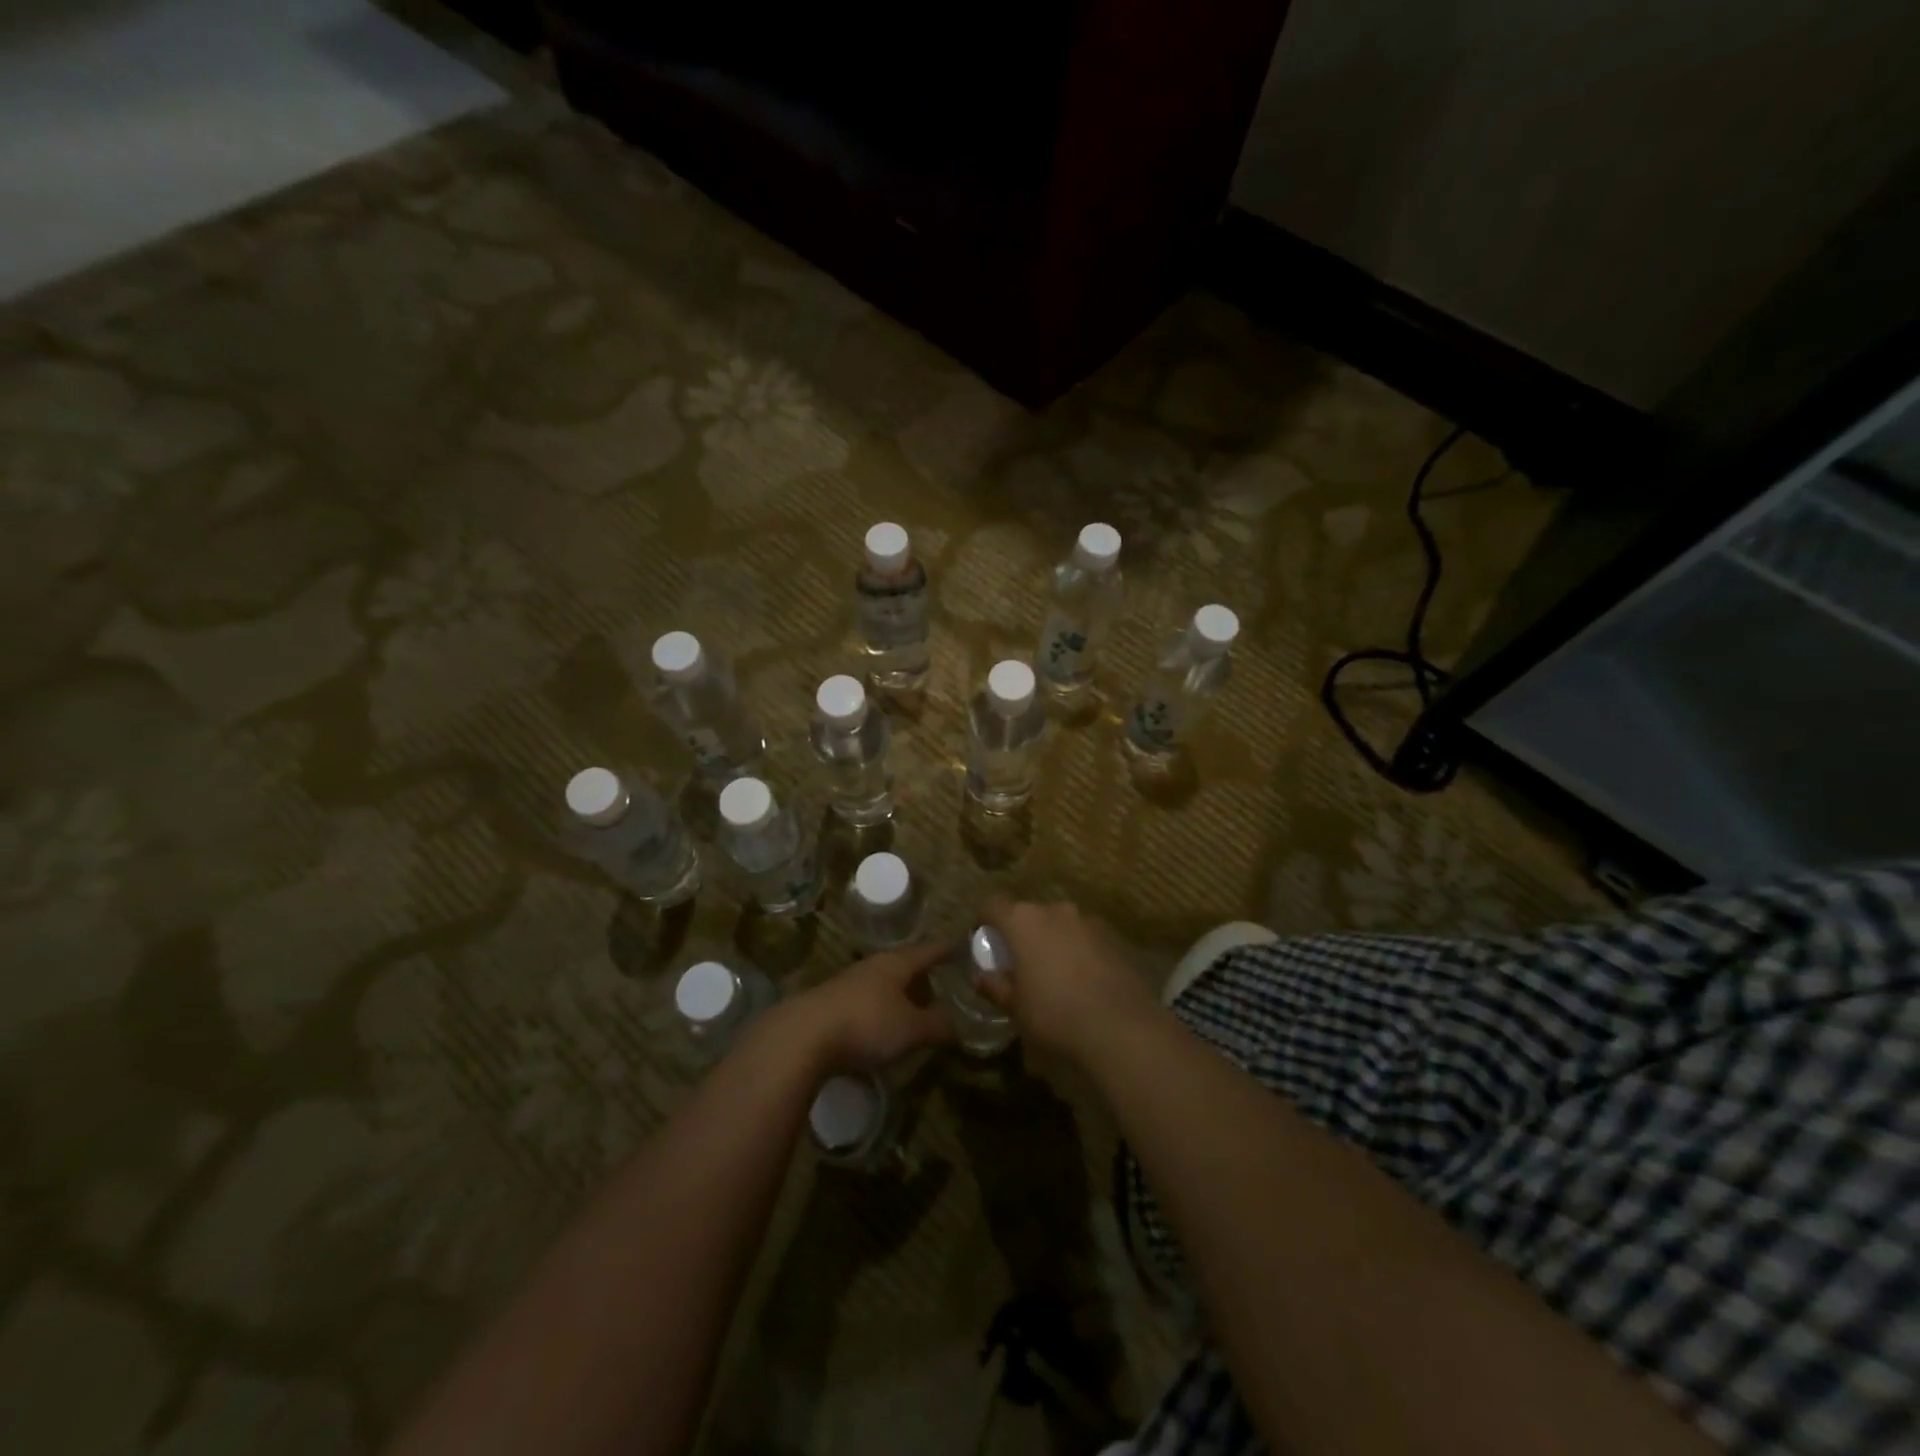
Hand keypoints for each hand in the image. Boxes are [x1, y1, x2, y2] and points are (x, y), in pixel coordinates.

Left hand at [784, 943, 954, 1070]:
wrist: (803, 1036)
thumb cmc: (867, 1023)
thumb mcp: (911, 1029)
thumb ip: (937, 1026)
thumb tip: (957, 1027)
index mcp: (896, 963)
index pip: (927, 951)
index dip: (944, 951)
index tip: (958, 948)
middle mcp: (872, 966)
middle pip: (903, 966)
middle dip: (921, 977)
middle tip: (939, 990)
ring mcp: (848, 983)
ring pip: (882, 984)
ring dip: (898, 996)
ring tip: (912, 1013)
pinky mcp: (830, 1004)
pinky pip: (864, 1001)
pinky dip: (879, 1010)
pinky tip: (880, 1030)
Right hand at [977, 898, 1157, 1061]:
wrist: (1120, 1026)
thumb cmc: (1054, 1013)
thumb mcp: (1014, 1007)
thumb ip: (995, 986)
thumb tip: (980, 976)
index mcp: (1023, 921)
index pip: (992, 905)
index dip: (983, 921)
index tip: (982, 942)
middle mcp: (1054, 910)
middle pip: (1028, 914)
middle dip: (1020, 934)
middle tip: (1018, 963)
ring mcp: (1087, 921)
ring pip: (1058, 924)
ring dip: (1051, 941)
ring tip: (1052, 973)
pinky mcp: (1112, 937)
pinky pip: (1083, 937)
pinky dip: (1076, 950)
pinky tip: (1081, 980)